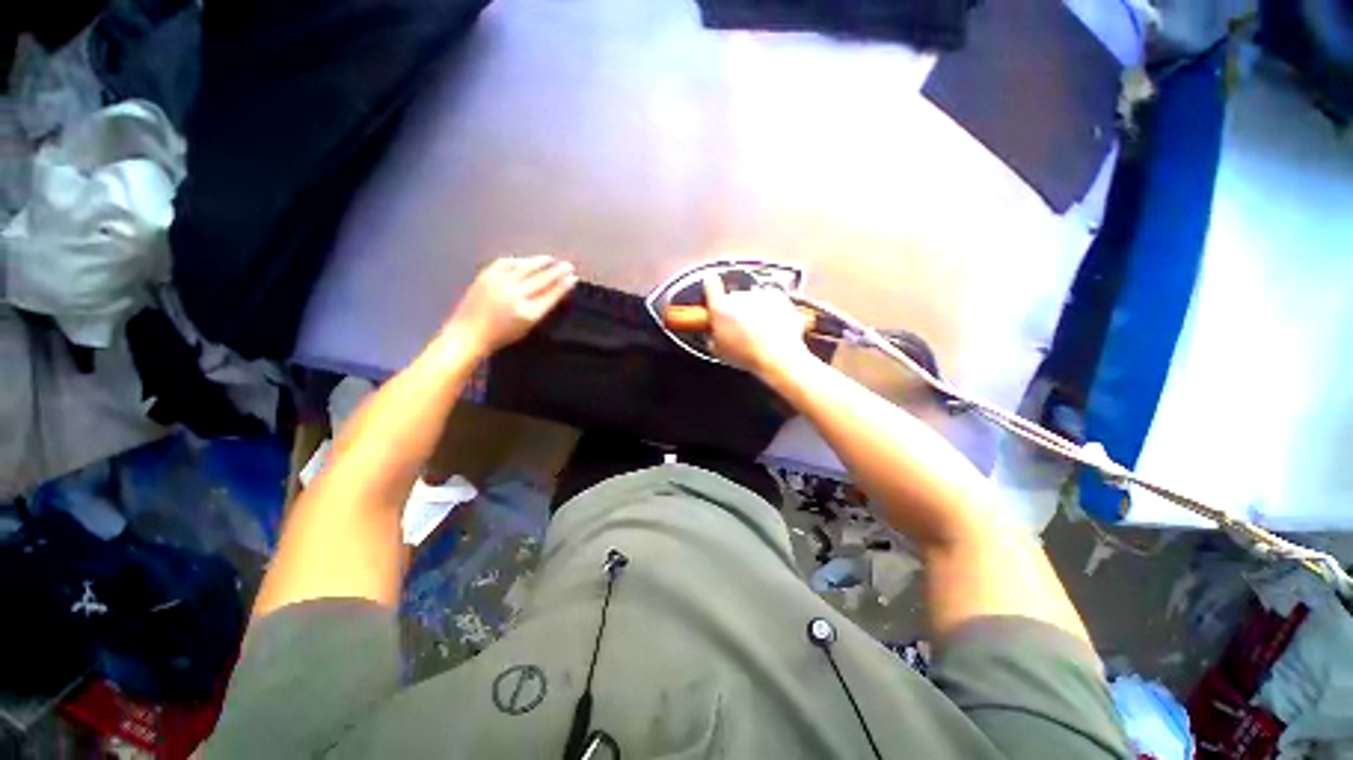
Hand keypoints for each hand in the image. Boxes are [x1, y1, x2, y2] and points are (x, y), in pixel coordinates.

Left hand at [442, 256, 576, 355]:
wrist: (469, 334)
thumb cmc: (501, 336)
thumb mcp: (528, 327)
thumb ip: (541, 308)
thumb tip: (555, 292)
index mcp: (529, 312)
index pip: (552, 295)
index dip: (563, 285)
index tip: (573, 278)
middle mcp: (516, 296)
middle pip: (542, 279)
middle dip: (557, 271)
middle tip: (567, 265)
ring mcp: (500, 284)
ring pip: (525, 267)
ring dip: (540, 262)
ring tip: (551, 259)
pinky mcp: (486, 277)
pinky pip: (505, 263)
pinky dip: (518, 261)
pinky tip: (526, 260)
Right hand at [702, 273, 812, 375]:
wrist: (778, 356)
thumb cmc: (748, 356)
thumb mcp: (720, 352)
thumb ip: (713, 337)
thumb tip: (714, 335)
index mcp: (720, 309)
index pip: (711, 286)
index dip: (711, 286)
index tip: (712, 285)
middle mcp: (739, 297)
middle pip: (734, 296)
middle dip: (736, 309)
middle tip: (741, 328)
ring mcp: (759, 295)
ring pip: (754, 297)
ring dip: (755, 308)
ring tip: (759, 330)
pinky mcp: (778, 297)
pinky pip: (772, 298)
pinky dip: (772, 307)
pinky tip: (772, 323)